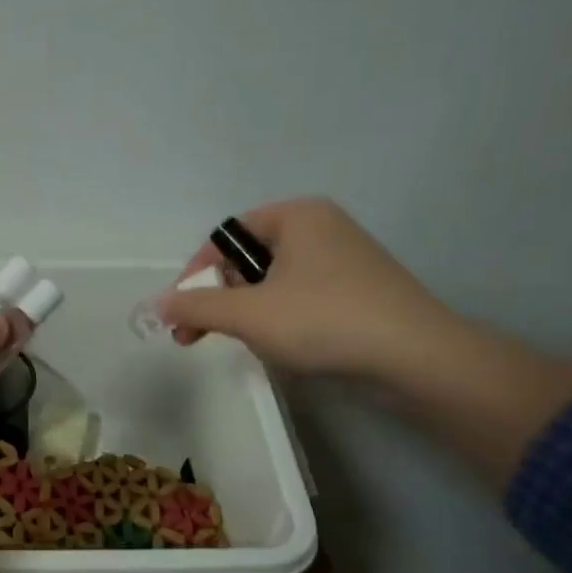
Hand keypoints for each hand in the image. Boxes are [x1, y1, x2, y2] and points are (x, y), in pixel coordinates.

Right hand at [162, 198, 571, 484]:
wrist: (414, 357)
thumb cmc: (323, 320)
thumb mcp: (248, 314)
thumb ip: (195, 306)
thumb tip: (157, 303)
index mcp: (296, 216)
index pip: (226, 237)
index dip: (196, 274)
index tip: (181, 312)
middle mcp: (321, 228)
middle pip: (247, 260)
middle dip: (218, 298)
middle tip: (196, 336)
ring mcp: (345, 260)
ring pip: (273, 283)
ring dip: (246, 313)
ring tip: (241, 344)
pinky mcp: (359, 292)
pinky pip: (301, 298)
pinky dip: (279, 319)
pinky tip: (281, 347)